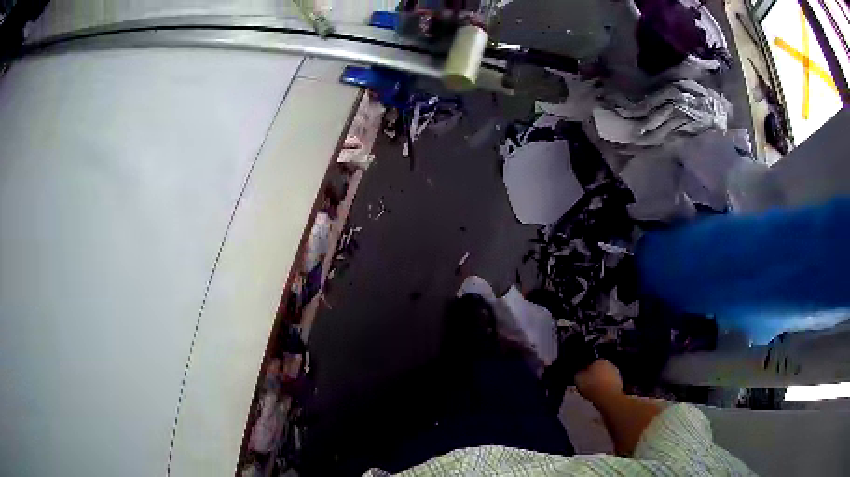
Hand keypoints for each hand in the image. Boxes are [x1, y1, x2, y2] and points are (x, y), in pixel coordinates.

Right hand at [575, 359, 622, 403]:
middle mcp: (609, 364)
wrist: (607, 397)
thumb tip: (579, 371)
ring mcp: (616, 373)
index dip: (586, 370)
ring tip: (594, 391)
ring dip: (601, 381)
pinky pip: (610, 384)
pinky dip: (606, 388)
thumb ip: (578, 373)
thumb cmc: (592, 386)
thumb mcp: (578, 379)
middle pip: (600, 369)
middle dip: (595, 375)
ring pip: (606, 376)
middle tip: (588, 384)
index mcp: (599, 360)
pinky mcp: (620, 383)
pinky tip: (600, 394)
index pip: (591, 362)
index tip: (582, 377)